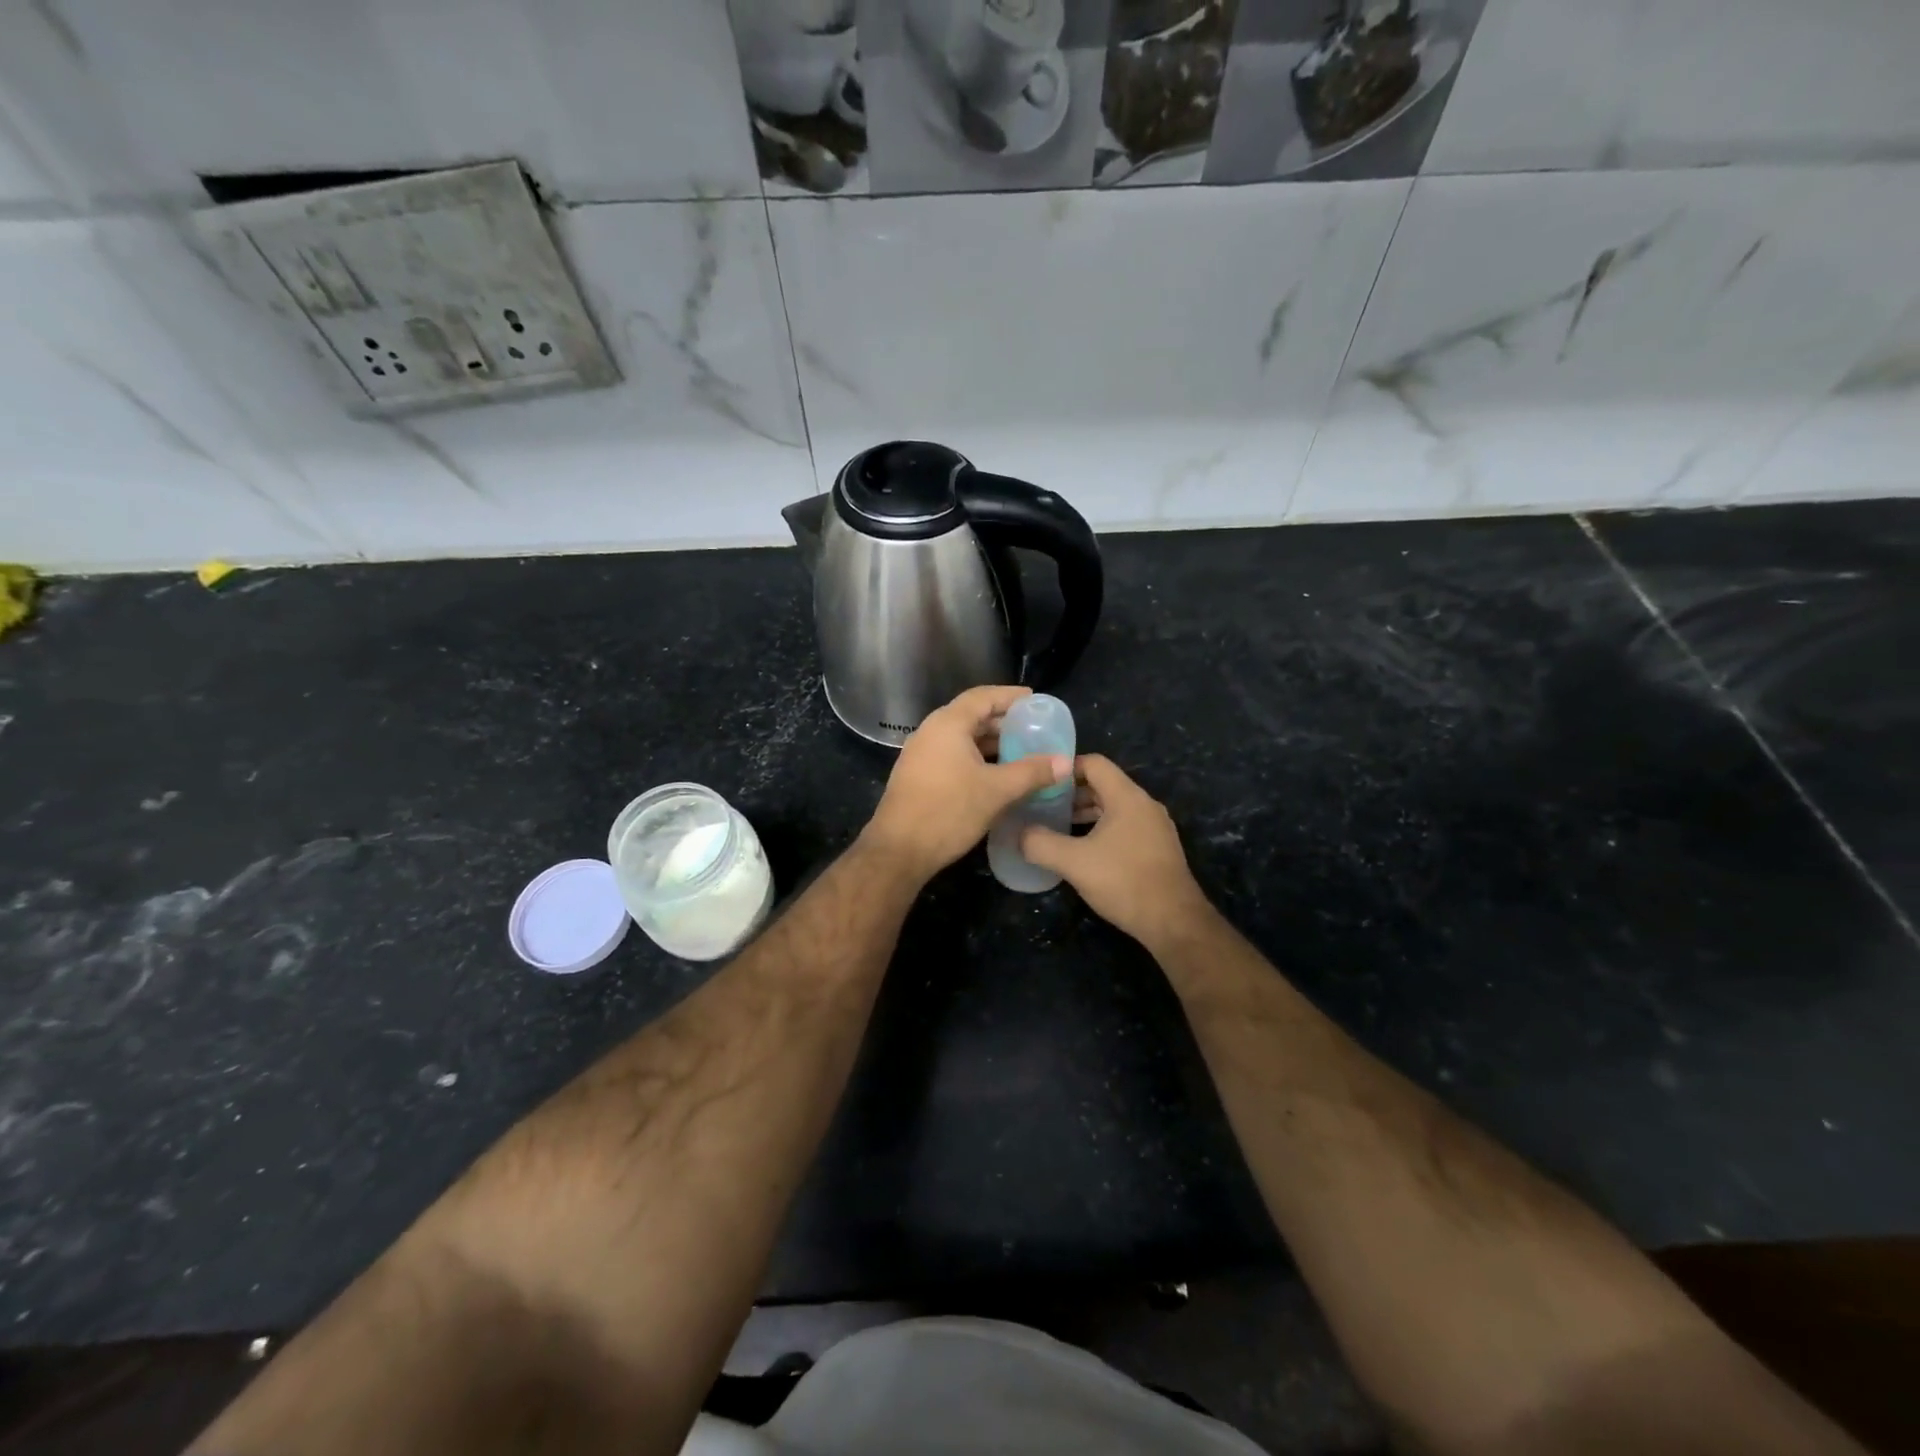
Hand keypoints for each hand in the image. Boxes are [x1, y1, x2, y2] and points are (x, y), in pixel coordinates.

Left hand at [864, 685, 1071, 880]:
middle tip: (1034, 729)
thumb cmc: (949, 811)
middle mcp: (931, 731)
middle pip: (972, 715)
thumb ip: (1032, 773)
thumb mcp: (997, 791)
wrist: (899, 849)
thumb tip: (1065, 762)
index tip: (1035, 701)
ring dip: (991, 742)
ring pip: (962, 738)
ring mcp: (921, 753)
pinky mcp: (919, 774)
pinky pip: (953, 755)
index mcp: (948, 724)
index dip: (1011, 697)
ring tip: (1021, 752)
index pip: (983, 696)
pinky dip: (976, 758)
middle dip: (1003, 721)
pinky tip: (996, 774)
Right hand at [1020, 754, 1211, 947]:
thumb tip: (1017, 834)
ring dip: (1086, 813)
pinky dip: (1102, 829)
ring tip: (1058, 828)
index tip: (1041, 784)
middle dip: (1072, 793)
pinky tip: (1085, 850)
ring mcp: (1155, 827)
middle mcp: (1145, 804)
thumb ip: (1040, 843)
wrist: (1174, 921)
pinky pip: (1126, 826)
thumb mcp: (1073, 862)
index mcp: (1127, 797)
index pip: (1094, 763)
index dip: (1065, 769)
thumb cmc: (1123, 881)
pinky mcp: (1158, 848)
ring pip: (1115, 807)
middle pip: (1104, 784)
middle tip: (1043, 807)